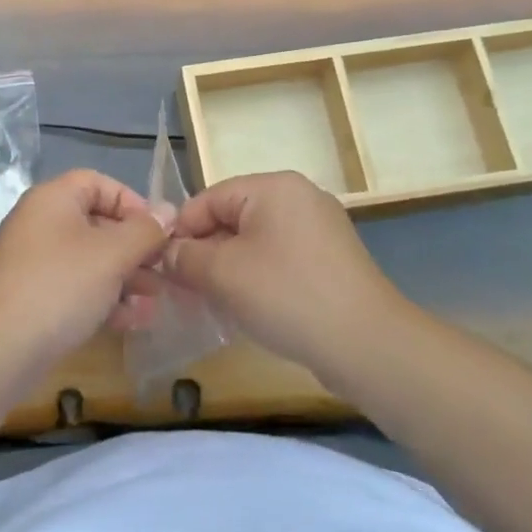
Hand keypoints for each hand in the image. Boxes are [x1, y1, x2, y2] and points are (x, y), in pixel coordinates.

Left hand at [0, 169, 168, 362]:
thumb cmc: (60, 286)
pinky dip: (103, 299)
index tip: (158, 231)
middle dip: (135, 248)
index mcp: (53, 199)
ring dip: (125, 278)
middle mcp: (40, 223)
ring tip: (154, 302)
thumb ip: (145, 231)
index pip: (98, 183)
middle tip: (163, 272)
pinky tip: (131, 321)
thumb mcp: (112, 254)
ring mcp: (34, 262)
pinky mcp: (33, 298)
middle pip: (97, 223)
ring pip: (90, 260)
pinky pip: (76, 288)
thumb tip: (169, 211)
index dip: (132, 202)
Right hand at [157, 171, 403, 380]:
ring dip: (229, 270)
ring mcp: (319, 229)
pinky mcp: (330, 260)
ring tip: (214, 304)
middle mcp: (299, 197)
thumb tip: (169, 253)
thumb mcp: (223, 274)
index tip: (165, 268)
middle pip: (232, 218)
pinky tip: (249, 309)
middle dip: (205, 253)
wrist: (366, 344)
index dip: (182, 232)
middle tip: (186, 291)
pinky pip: (279, 259)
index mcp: (273, 187)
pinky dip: (258, 279)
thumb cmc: (287, 295)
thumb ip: (186, 257)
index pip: (208, 198)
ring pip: (254, 242)